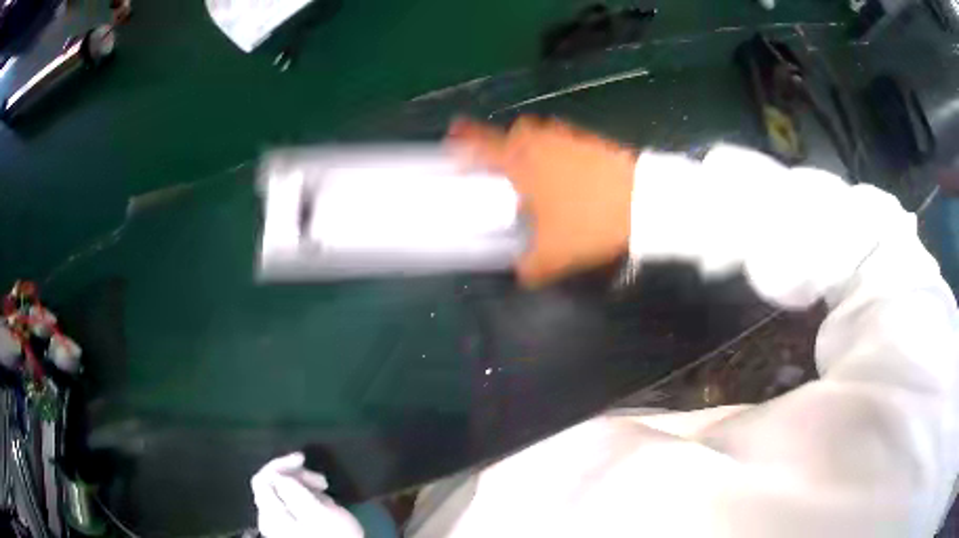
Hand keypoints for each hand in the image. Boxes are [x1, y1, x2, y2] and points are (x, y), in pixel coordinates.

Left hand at [251, 453, 363, 537]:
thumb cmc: (334, 537)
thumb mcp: (318, 513)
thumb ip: (293, 491)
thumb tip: (280, 474)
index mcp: (271, 514)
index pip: (262, 478)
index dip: (280, 463)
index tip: (304, 459)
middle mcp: (268, 519)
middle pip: (270, 485)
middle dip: (294, 476)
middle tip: (322, 481)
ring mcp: (278, 526)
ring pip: (282, 494)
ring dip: (302, 487)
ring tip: (325, 494)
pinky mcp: (290, 530)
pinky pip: (290, 505)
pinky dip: (304, 498)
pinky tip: (322, 504)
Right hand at [447, 117, 635, 287]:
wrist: (644, 202)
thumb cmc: (589, 223)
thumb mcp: (555, 255)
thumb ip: (530, 267)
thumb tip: (520, 273)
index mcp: (523, 164)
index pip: (485, 147)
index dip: (466, 141)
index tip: (454, 136)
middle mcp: (543, 144)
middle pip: (515, 131)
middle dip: (503, 141)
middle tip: (502, 160)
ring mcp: (570, 140)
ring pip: (541, 134)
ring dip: (532, 145)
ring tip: (534, 168)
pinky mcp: (593, 143)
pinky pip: (565, 141)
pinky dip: (557, 151)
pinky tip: (566, 172)